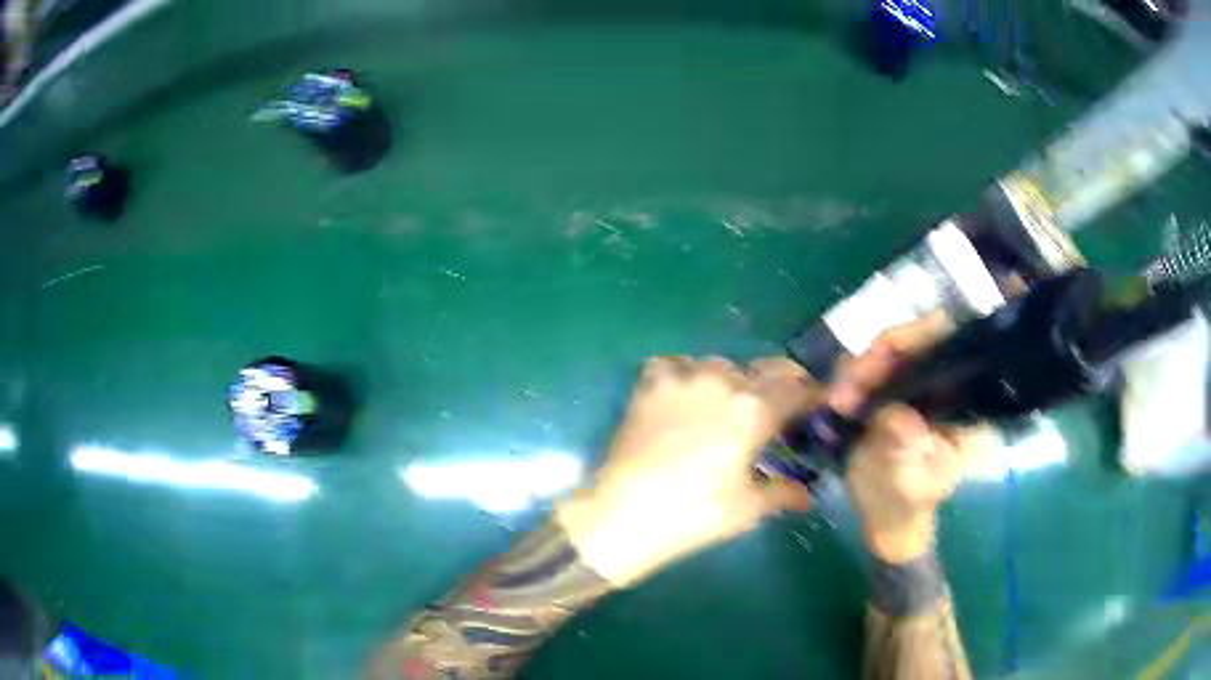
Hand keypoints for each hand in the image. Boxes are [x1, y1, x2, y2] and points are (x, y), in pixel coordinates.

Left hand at [556, 356, 818, 587]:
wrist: (624, 513)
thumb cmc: (694, 514)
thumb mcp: (748, 508)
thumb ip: (783, 492)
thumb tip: (806, 495)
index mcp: (754, 409)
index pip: (796, 387)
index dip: (811, 394)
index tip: (815, 405)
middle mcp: (723, 381)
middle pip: (764, 369)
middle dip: (779, 385)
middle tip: (778, 408)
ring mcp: (683, 377)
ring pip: (721, 365)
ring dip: (733, 380)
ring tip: (728, 405)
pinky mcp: (650, 384)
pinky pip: (676, 366)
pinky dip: (686, 375)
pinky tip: (685, 396)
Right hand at [834, 313, 992, 562]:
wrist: (887, 519)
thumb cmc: (909, 504)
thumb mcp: (911, 482)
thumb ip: (906, 450)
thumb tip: (896, 417)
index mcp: (966, 401)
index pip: (952, 342)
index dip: (921, 335)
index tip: (886, 353)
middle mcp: (944, 382)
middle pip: (914, 341)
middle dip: (878, 357)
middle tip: (848, 386)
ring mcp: (915, 384)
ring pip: (885, 352)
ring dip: (856, 370)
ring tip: (836, 402)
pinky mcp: (889, 391)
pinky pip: (866, 370)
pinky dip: (847, 380)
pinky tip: (834, 402)